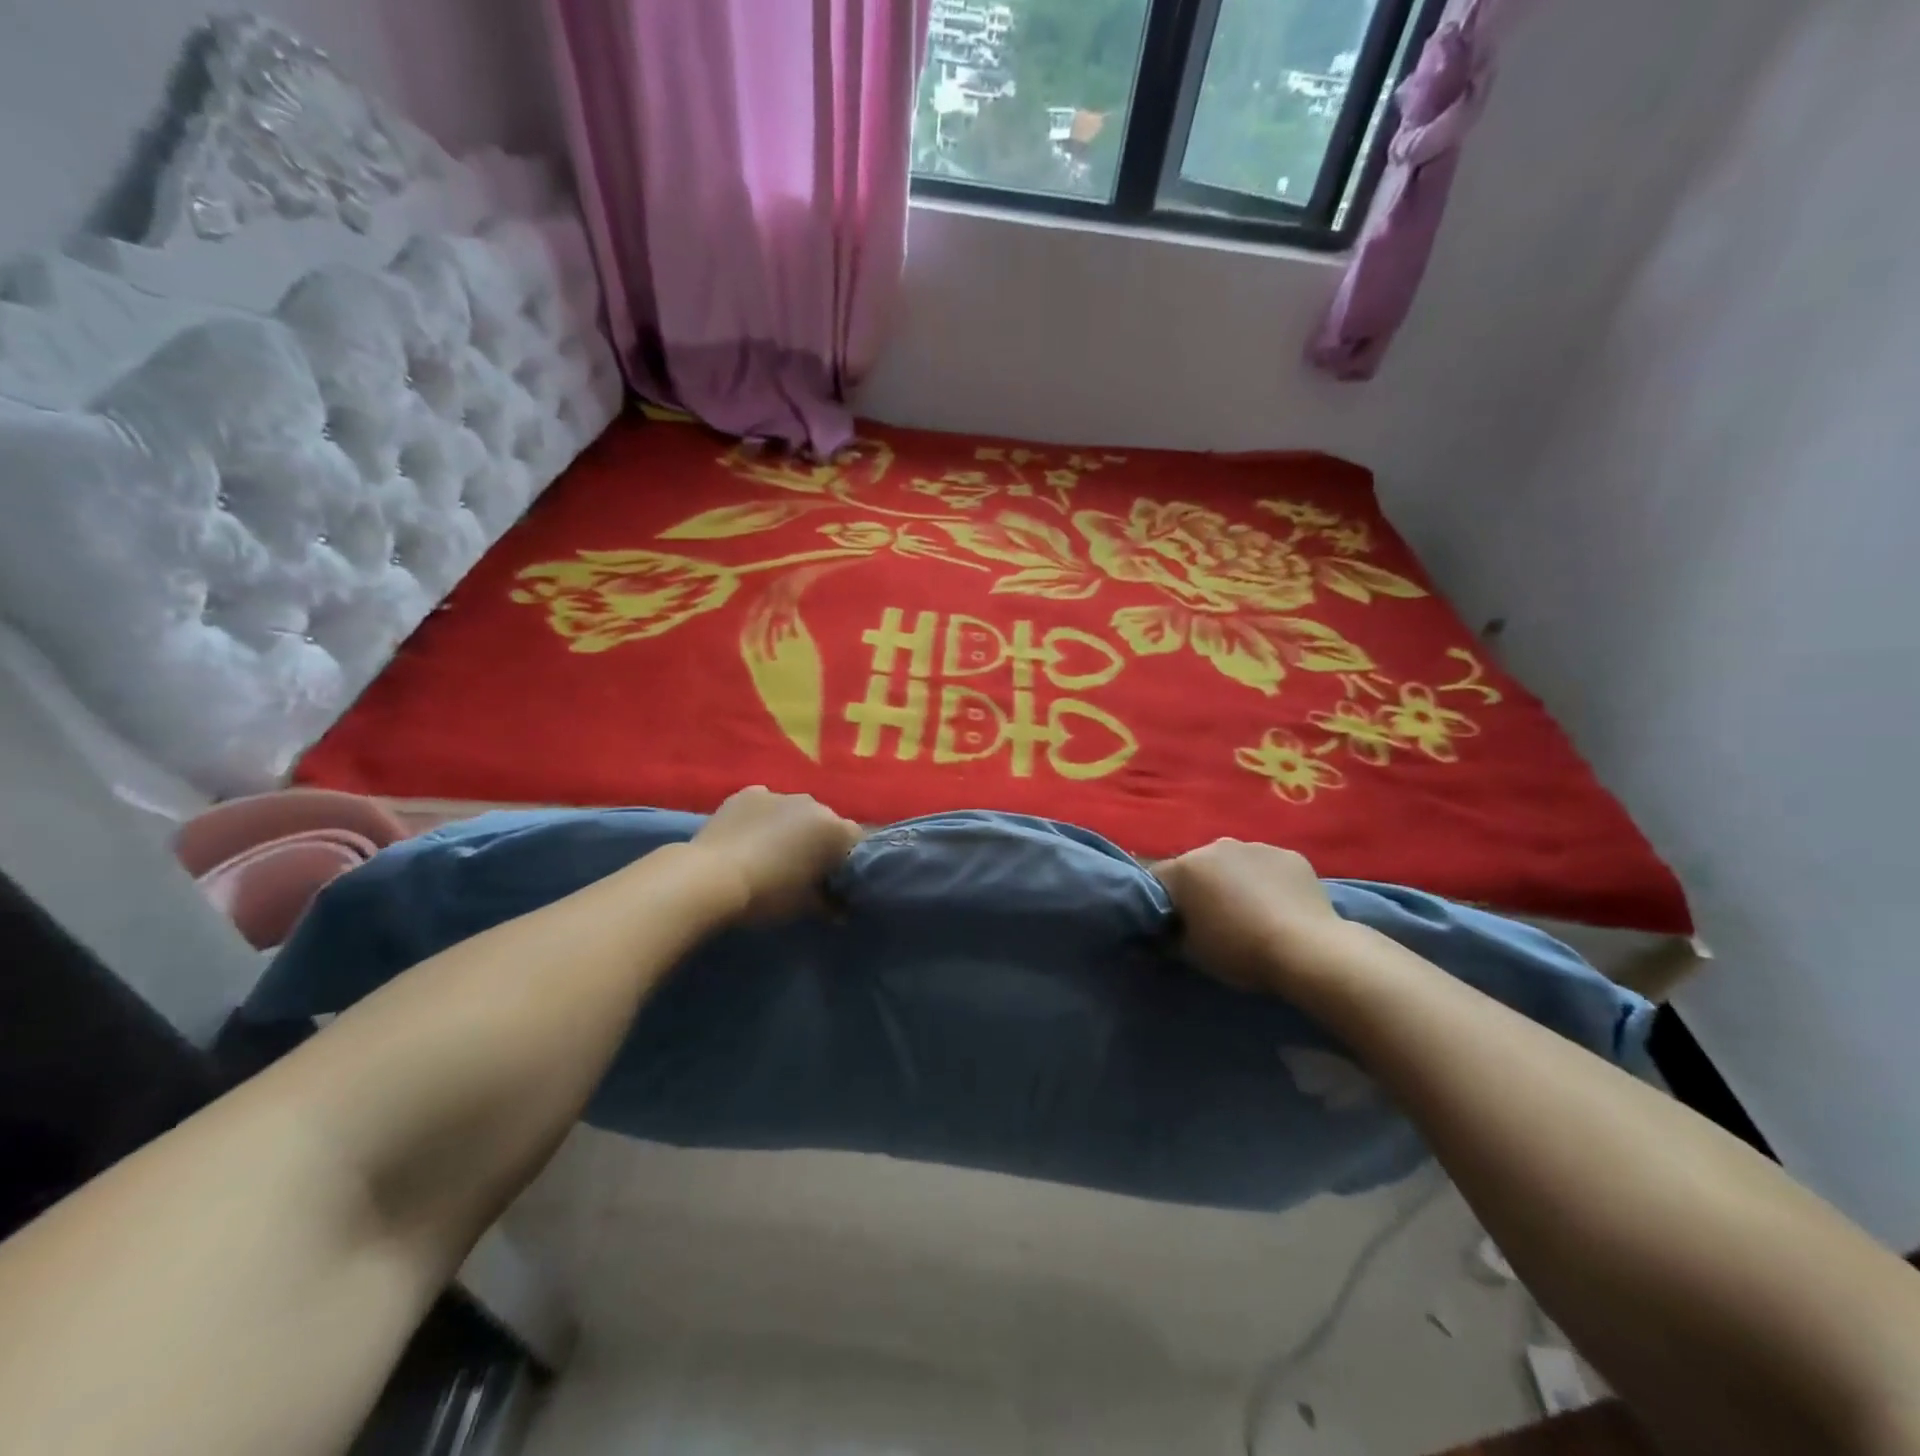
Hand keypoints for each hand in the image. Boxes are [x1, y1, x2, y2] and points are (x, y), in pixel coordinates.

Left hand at [686, 786, 863, 920]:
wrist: (709, 878)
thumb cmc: (768, 894)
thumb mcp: (805, 907)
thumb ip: (830, 904)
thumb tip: (841, 909)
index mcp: (835, 829)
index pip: (856, 841)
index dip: (847, 861)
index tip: (835, 880)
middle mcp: (813, 804)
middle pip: (827, 823)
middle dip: (820, 842)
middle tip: (805, 869)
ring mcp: (779, 794)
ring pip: (795, 812)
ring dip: (792, 828)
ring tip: (772, 853)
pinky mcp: (747, 793)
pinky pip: (765, 805)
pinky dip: (764, 818)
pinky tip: (749, 838)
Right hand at [1152, 839, 1347, 995]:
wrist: (1308, 951)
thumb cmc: (1239, 951)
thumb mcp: (1191, 953)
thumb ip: (1168, 938)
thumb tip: (1157, 936)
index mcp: (1185, 868)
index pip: (1158, 880)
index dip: (1162, 903)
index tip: (1172, 925)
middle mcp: (1216, 847)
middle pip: (1197, 867)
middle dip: (1200, 888)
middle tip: (1212, 920)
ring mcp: (1256, 847)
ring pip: (1234, 863)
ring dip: (1234, 881)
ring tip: (1250, 913)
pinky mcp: (1290, 855)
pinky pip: (1267, 867)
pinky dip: (1267, 882)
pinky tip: (1279, 908)